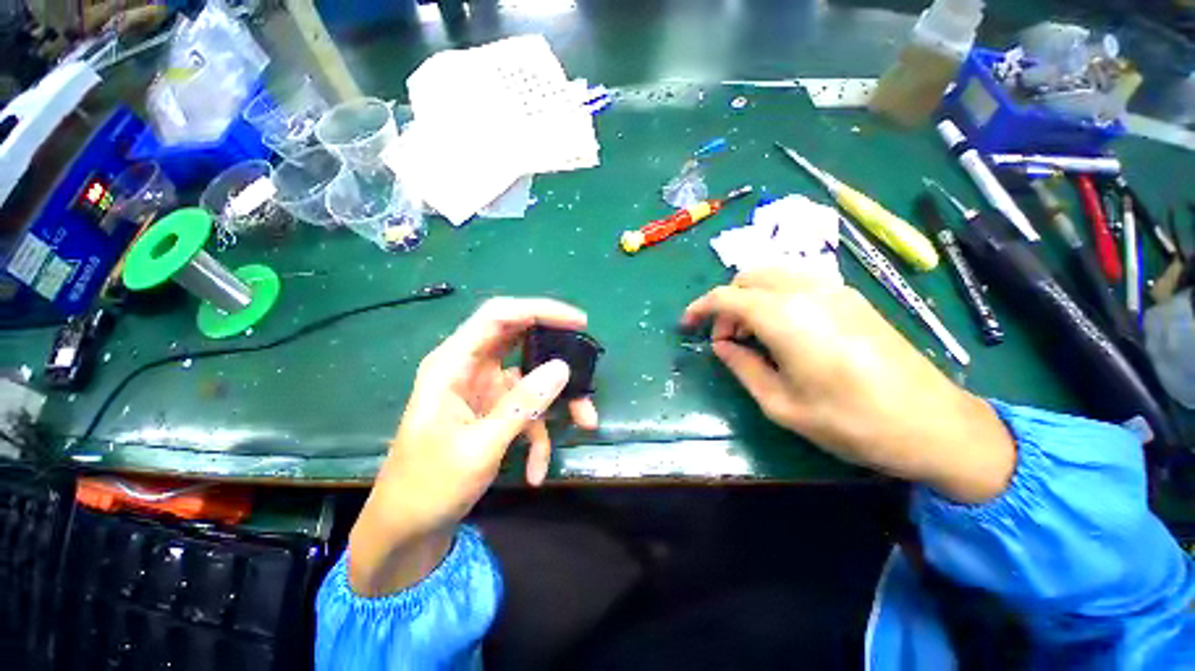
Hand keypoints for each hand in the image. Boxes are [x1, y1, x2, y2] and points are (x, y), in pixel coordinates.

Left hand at [349, 298, 598, 595]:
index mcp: (453, 364)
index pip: (498, 316)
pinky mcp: (494, 410)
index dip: (539, 310)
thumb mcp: (479, 447)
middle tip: (586, 365)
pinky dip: (539, 435)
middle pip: (521, 341)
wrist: (407, 528)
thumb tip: (562, 368)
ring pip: (532, 378)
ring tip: (586, 422)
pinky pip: (528, 409)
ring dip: (559, 400)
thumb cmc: (429, 486)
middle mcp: (470, 368)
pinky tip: (535, 469)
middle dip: (557, 354)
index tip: (578, 322)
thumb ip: (522, 404)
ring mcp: (484, 389)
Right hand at [681, 269, 1014, 503]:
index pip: (726, 297)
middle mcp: (806, 291)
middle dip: (726, 304)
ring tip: (751, 335)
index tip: (686, 326)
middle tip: (725, 340)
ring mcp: (834, 289)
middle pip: (747, 278)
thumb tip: (721, 346)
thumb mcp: (780, 404)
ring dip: (750, 297)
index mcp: (784, 317)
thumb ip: (742, 367)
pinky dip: (775, 296)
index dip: (699, 308)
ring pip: (772, 275)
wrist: (934, 424)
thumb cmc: (850, 421)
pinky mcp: (851, 297)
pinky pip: (797, 282)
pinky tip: (782, 329)